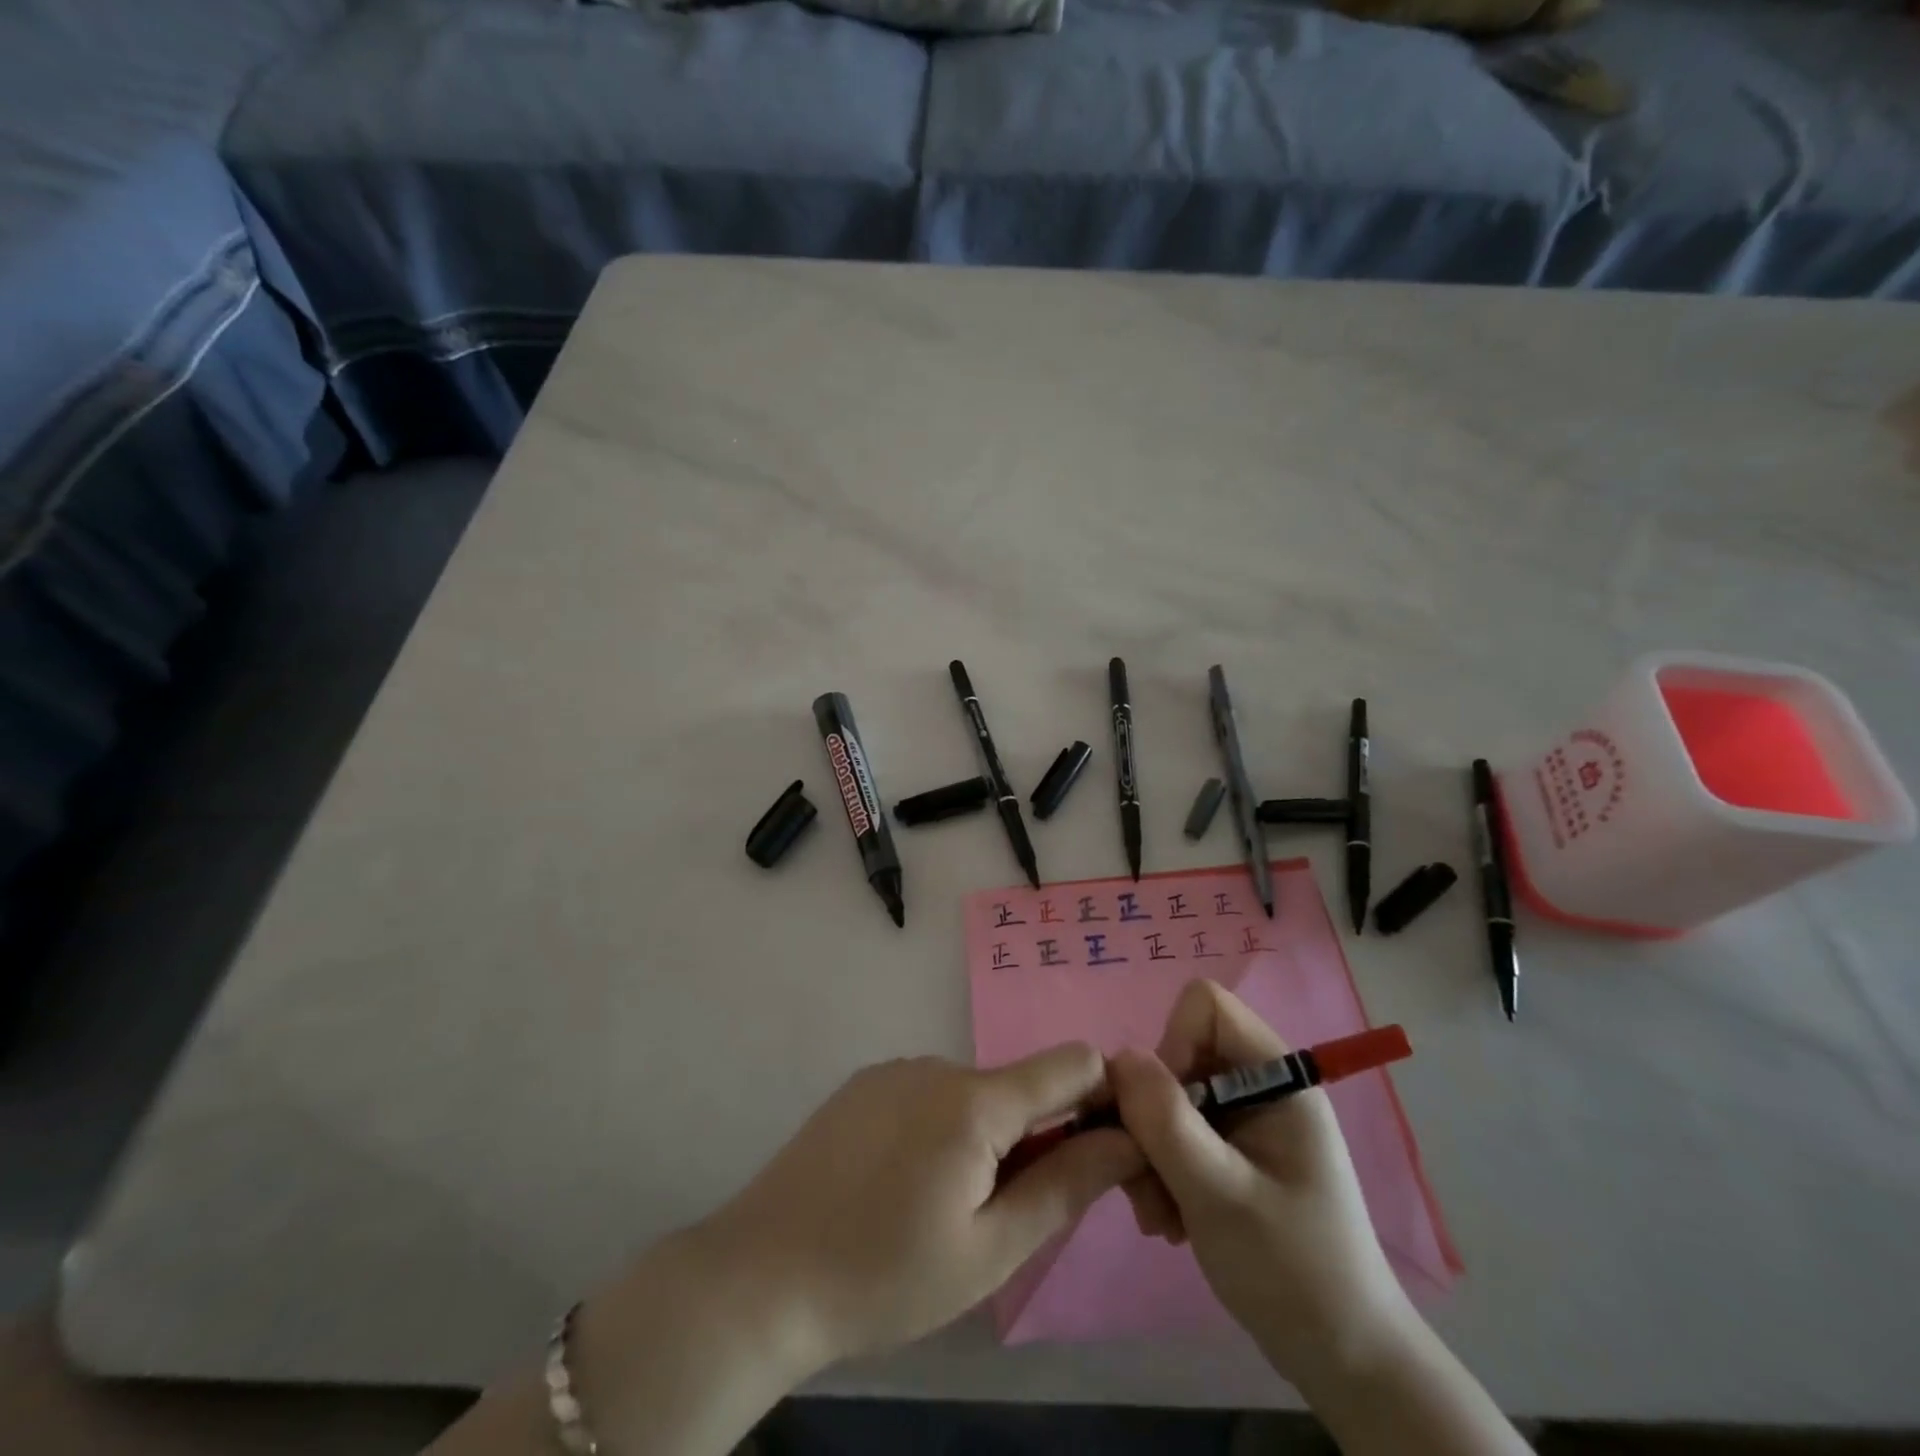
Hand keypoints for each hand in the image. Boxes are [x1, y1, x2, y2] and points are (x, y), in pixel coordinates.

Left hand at [699, 1046, 1143, 1371]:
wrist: (761, 1275)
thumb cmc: (885, 1276)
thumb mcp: (990, 1251)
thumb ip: (1066, 1185)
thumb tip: (1127, 1138)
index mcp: (975, 1100)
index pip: (1072, 1062)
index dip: (1101, 1099)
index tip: (1096, 1154)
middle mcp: (938, 1064)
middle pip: (1019, 1085)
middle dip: (1035, 1136)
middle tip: (1004, 1216)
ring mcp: (896, 1069)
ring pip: (973, 1093)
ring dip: (983, 1137)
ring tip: (941, 1208)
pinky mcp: (864, 1083)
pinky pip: (928, 1094)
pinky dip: (940, 1129)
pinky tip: (901, 1185)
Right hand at [1109, 980, 1415, 1395]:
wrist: (1343, 1360)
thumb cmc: (1293, 1271)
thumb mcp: (1221, 1194)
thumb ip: (1167, 1121)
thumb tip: (1118, 1057)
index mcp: (1277, 1076)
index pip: (1205, 1006)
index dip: (1173, 1044)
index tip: (1165, 1112)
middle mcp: (1258, 1085)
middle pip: (1178, 1054)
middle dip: (1152, 1116)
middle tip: (1146, 1180)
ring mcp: (1243, 1119)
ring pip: (1167, 1096)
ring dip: (1150, 1151)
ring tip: (1160, 1214)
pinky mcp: (1229, 1150)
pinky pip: (1174, 1131)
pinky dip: (1160, 1169)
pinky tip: (1171, 1220)